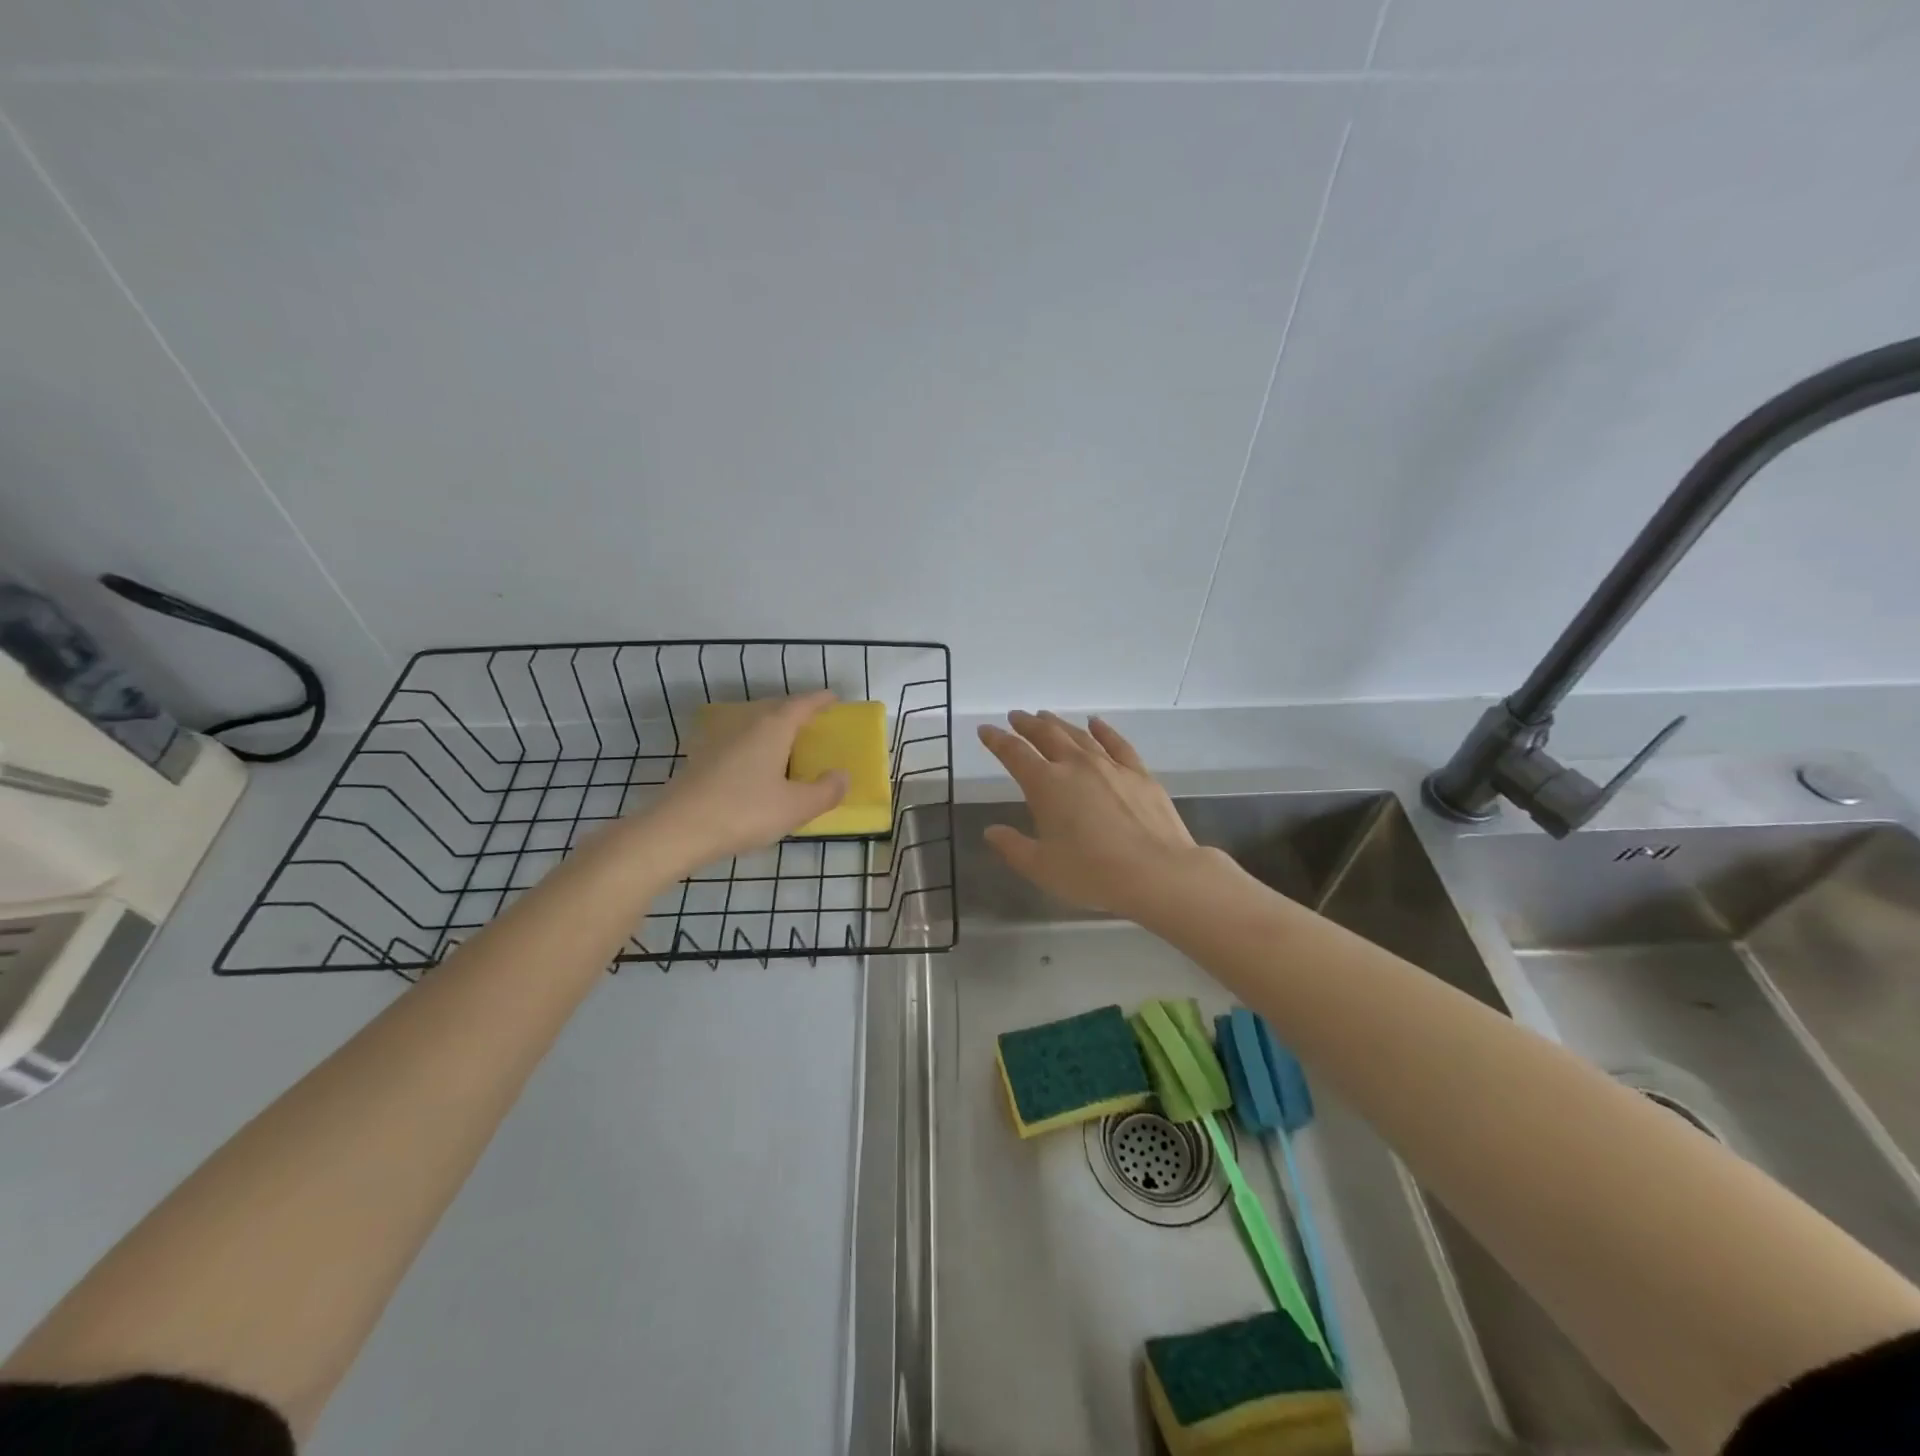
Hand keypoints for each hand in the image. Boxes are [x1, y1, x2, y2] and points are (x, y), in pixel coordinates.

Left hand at [643, 692, 847, 868]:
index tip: (834, 698)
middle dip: (796, 712)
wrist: (676, 831)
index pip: (802, 704)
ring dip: (772, 728)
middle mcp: (745, 725)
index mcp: (772, 728)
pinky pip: (737, 742)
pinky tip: (754, 767)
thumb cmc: (744, 812)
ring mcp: (718, 740)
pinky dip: (753, 746)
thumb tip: (842, 775)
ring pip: (753, 724)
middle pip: (775, 709)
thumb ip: (826, 791)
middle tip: (814, 724)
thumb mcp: (796, 807)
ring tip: (787, 745)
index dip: (820, 700)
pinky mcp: (701, 759)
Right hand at [976, 711, 1206, 917]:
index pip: (1014, 754)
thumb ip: (1012, 847)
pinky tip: (1096, 722)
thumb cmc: (1092, 873)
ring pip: (1078, 735)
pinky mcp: (1138, 774)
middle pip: (1046, 735)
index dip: (997, 740)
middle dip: (1027, 724)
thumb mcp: (1042, 867)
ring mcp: (1110, 766)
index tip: (985, 730)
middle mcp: (1076, 766)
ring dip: (1058, 723)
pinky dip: (1103, 730)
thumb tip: (990, 831)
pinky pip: (1117, 743)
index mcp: (1046, 785)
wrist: (1157, 872)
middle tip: (1015, 716)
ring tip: (1045, 716)